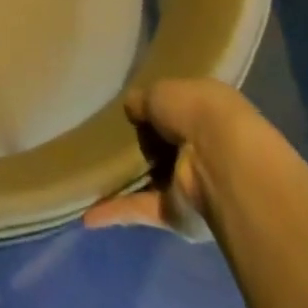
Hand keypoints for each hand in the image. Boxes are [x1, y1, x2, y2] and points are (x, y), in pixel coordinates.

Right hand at [84, 79, 239, 234]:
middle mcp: (202, 149)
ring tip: (88, 175)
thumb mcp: (160, 91)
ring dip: (125, 182)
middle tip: (103, 140)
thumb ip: (142, 101)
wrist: (221, 161)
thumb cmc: (195, 112)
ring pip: (151, 181)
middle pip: (164, 147)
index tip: (130, 111)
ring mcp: (190, 184)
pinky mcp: (177, 214)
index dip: (155, 109)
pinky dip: (115, 212)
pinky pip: (140, 209)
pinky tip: (86, 216)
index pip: (178, 111)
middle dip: (140, 147)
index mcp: (207, 112)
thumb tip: (131, 109)